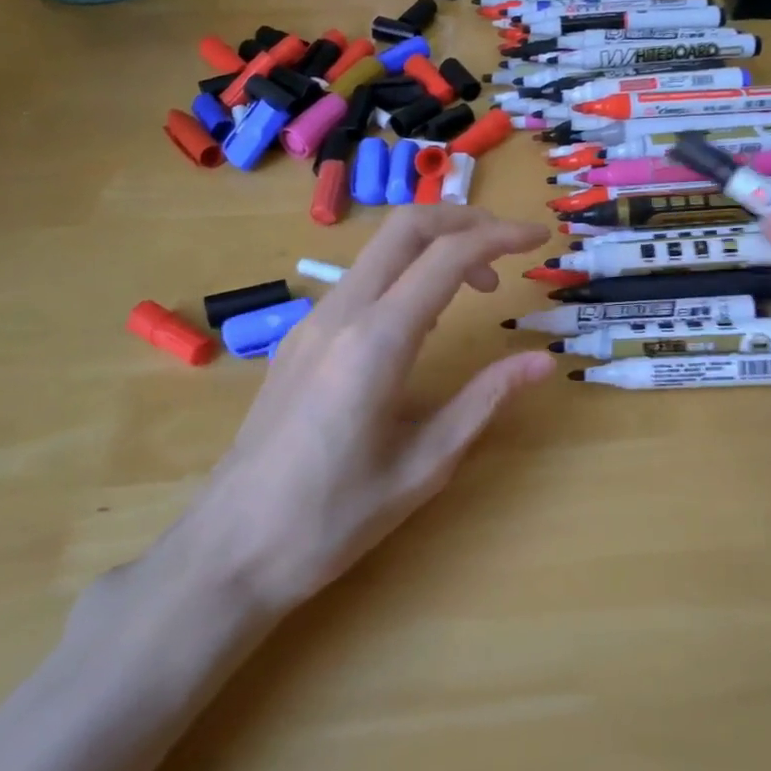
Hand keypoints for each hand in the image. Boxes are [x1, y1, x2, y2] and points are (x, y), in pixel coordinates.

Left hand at [170, 207, 554, 623]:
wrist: (228, 551)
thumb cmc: (331, 518)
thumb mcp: (424, 465)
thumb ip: (484, 400)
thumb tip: (542, 361)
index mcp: (377, 342)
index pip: (447, 256)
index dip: (501, 237)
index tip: (539, 239)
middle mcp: (340, 314)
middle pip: (405, 226)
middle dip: (465, 219)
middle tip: (510, 245)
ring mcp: (312, 322)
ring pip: (380, 249)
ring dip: (435, 246)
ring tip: (480, 283)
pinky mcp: (298, 339)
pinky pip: (361, 279)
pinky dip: (407, 272)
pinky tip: (427, 317)